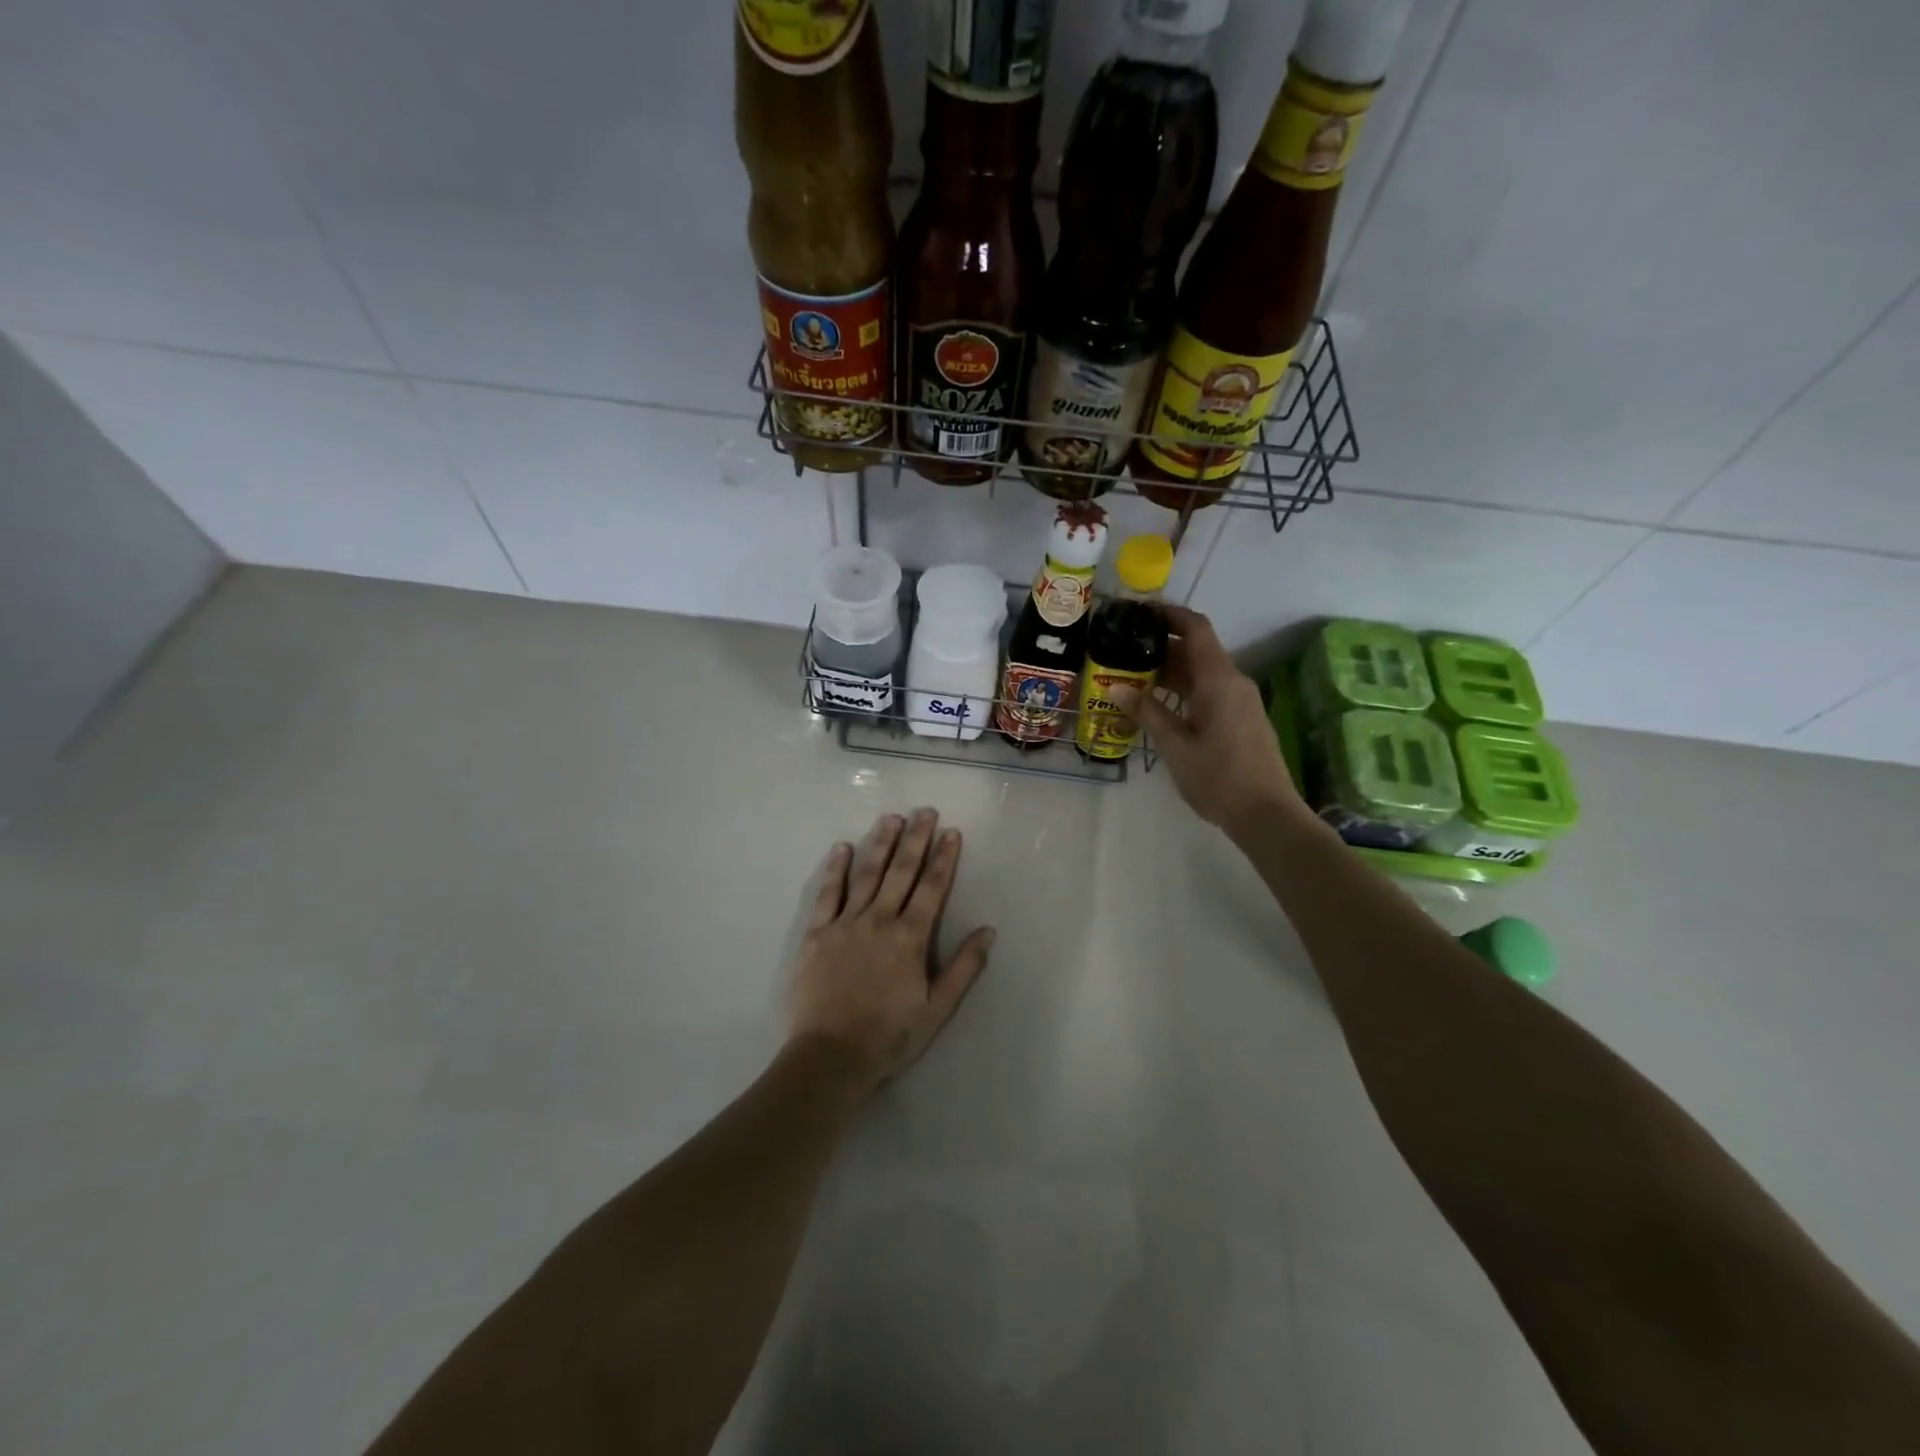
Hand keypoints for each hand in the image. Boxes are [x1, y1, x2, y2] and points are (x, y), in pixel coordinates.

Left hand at [788, 809, 995, 1094]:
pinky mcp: (816, 933)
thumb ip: (964, 968)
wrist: (829, 1056)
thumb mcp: (937, 1009)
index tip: (951, 832)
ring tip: (891, 818)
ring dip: (880, 844)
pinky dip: (836, 870)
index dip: (944, 858)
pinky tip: (842, 848)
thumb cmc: (889, 1036)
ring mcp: (845, 923)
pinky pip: (828, 894)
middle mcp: (879, 920)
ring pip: (867, 874)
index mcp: (910, 938)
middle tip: (925, 811)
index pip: (932, 888)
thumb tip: (988, 930)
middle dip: (916, 840)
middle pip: (901, 872)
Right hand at [1115, 605, 1311, 840]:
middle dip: (1161, 647)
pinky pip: (1210, 692)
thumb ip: (1146, 712)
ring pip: (1203, 674)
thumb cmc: (1218, 777)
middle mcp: (1233, 682)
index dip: (1169, 615)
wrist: (1266, 814)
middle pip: (1197, 651)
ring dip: (1171, 672)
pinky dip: (1184, 691)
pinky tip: (1159, 707)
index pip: (1196, 628)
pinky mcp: (1242, 719)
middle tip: (1124, 651)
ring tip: (1132, 679)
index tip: (1140, 613)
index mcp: (1219, 679)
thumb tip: (1115, 687)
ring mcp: (1240, 701)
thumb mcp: (1174, 745)